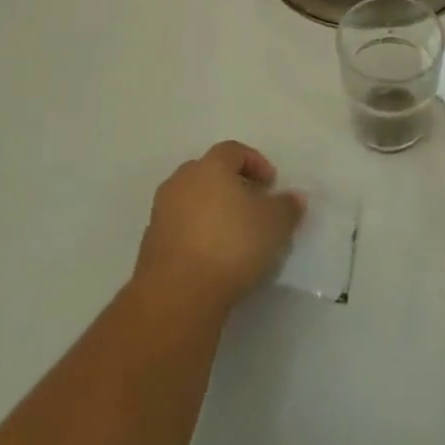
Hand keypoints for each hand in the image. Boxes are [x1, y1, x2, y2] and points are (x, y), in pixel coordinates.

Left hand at [134, 141, 304, 311]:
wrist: (177, 294)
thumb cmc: (231, 244)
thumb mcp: (275, 224)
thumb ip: (287, 206)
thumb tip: (294, 197)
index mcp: (210, 166)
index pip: (233, 150)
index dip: (255, 162)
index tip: (271, 184)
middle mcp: (181, 181)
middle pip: (209, 172)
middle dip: (232, 185)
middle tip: (252, 205)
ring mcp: (161, 212)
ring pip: (193, 200)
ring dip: (213, 210)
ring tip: (234, 234)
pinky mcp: (150, 244)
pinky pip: (181, 227)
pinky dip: (198, 233)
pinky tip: (214, 256)